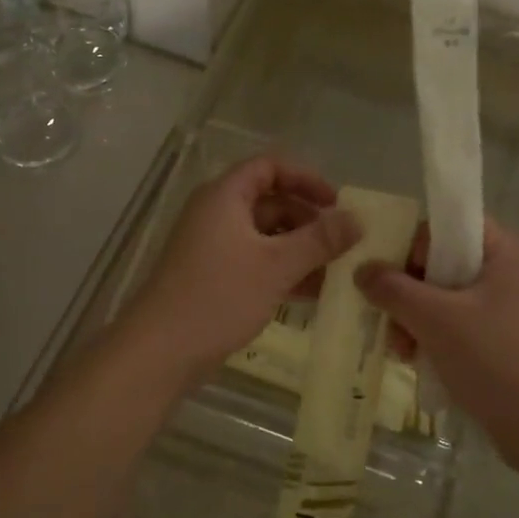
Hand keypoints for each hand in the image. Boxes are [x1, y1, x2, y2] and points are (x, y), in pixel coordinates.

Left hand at [122, 156, 360, 387]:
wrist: (161, 350)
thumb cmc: (219, 296)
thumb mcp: (277, 265)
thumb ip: (320, 240)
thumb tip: (357, 219)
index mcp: (225, 196)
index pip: (269, 167)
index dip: (306, 178)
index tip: (337, 202)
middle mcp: (216, 214)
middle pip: (269, 201)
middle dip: (308, 220)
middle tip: (342, 244)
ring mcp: (212, 247)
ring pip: (265, 236)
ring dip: (299, 249)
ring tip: (335, 272)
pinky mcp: (212, 276)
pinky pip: (255, 261)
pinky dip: (282, 270)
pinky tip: (311, 293)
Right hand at [355, 221, 518, 467]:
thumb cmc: (494, 361)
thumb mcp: (435, 319)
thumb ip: (393, 289)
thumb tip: (361, 269)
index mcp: (505, 254)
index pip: (451, 224)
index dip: (416, 243)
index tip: (392, 274)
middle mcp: (512, 275)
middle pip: (444, 265)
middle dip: (408, 292)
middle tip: (387, 319)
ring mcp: (513, 312)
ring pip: (449, 300)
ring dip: (417, 320)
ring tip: (400, 351)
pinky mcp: (509, 345)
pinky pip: (462, 328)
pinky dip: (437, 340)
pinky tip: (418, 363)